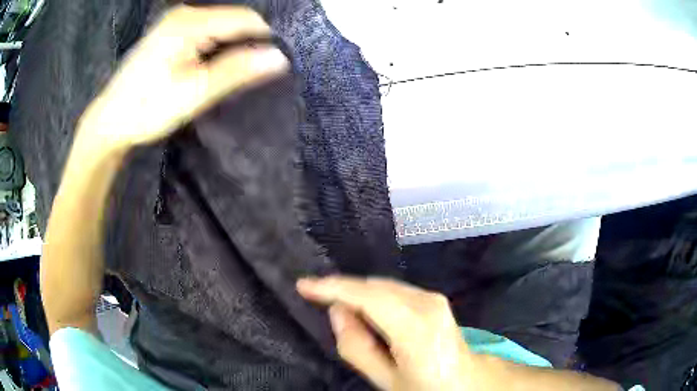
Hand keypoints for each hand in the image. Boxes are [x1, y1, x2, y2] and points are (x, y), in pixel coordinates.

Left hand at [77, 5, 288, 153]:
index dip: (264, 39)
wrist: (109, 121)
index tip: (271, 65)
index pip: (246, 19)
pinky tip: (206, 66)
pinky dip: (214, 46)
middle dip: (245, 44)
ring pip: (220, 25)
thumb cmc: (147, 109)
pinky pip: (206, 30)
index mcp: (191, 22)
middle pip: (233, 20)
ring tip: (225, 74)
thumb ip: (236, 71)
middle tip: (244, 75)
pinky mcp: (170, 31)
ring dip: (230, 46)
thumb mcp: (195, 92)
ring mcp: (176, 20)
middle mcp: (185, 12)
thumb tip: (279, 58)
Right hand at [297, 276, 479, 390]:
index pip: (368, 297)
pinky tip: (366, 313)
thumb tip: (338, 312)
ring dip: (358, 294)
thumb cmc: (424, 388)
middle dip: (343, 291)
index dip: (333, 288)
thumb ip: (357, 347)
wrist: (465, 381)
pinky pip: (394, 290)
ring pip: (383, 286)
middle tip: (317, 302)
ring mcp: (434, 297)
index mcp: (416, 329)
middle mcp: (427, 304)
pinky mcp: (434, 298)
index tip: (304, 285)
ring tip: (341, 313)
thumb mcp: (385, 380)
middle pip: (374, 287)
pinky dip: (374, 297)